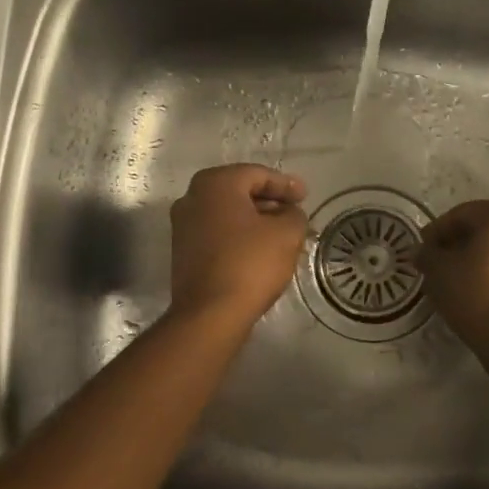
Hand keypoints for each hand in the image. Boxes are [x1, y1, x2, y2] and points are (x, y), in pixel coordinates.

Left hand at [168, 165, 309, 324]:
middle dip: (270, 201)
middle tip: (295, 213)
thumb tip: (288, 213)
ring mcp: (183, 225)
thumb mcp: (286, 233)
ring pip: (228, 214)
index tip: (305, 196)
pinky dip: (239, 235)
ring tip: (282, 234)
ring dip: (255, 220)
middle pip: (240, 191)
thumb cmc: (250, 264)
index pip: (258, 174)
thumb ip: (294, 214)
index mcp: (215, 183)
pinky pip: (218, 233)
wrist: (210, 313)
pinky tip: (259, 250)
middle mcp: (192, 197)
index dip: (285, 184)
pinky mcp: (183, 251)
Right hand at [420, 199, 488, 335]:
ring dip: (475, 260)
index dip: (435, 233)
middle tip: (434, 266)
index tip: (420, 252)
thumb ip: (427, 254)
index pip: (460, 215)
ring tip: (452, 282)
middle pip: (483, 229)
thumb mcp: (438, 270)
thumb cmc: (477, 292)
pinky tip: (475, 294)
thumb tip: (422, 252)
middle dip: (456, 245)